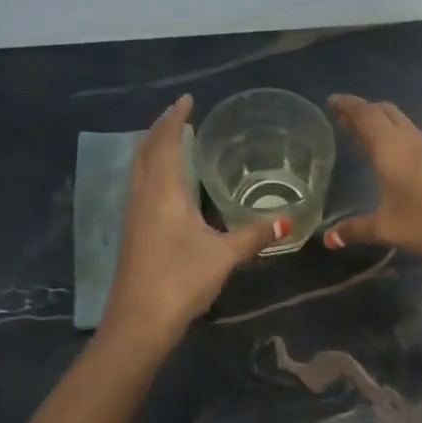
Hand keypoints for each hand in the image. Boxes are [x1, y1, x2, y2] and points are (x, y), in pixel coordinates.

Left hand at [101, 96, 286, 341]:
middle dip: (161, 128)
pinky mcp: (133, 233)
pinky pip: (140, 186)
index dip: (175, 118)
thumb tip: (288, 219)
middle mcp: (143, 196)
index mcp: (163, 192)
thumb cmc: (181, 280)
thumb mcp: (224, 255)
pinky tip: (169, 185)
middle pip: (146, 150)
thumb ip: (255, 234)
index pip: (166, 142)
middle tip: (183, 116)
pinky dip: (153, 170)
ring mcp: (133, 215)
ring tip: (176, 141)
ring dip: (154, 149)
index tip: (188, 100)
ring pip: (139, 169)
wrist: (139, 322)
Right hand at [324, 95, 421, 261]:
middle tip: (345, 117)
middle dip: (364, 111)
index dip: (347, 105)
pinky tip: (396, 156)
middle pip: (385, 113)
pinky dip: (397, 137)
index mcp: (390, 147)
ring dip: (382, 123)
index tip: (331, 100)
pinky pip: (414, 138)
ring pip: (402, 124)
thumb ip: (356, 230)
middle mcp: (410, 139)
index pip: (365, 114)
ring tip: (365, 134)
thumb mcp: (387, 228)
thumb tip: (329, 239)